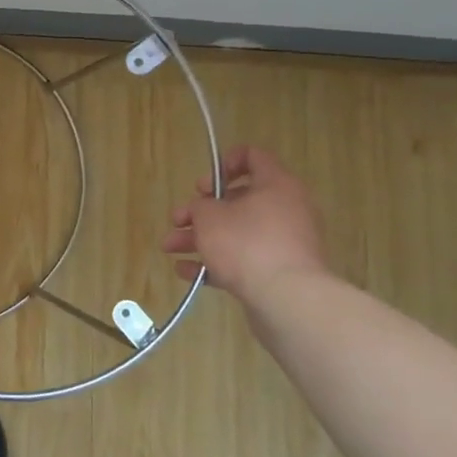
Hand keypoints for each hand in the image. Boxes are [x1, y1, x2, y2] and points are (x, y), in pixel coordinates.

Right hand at [162, 145, 328, 302]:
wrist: (287, 299)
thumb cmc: (247, 244)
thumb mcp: (210, 216)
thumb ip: (200, 206)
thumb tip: (203, 210)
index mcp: (276, 185)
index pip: (253, 157)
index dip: (223, 164)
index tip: (203, 185)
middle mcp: (286, 209)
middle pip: (238, 200)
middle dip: (200, 212)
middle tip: (178, 220)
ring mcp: (284, 242)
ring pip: (237, 232)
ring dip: (201, 238)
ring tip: (169, 249)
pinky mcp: (279, 270)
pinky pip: (244, 259)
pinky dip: (216, 262)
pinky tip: (186, 272)